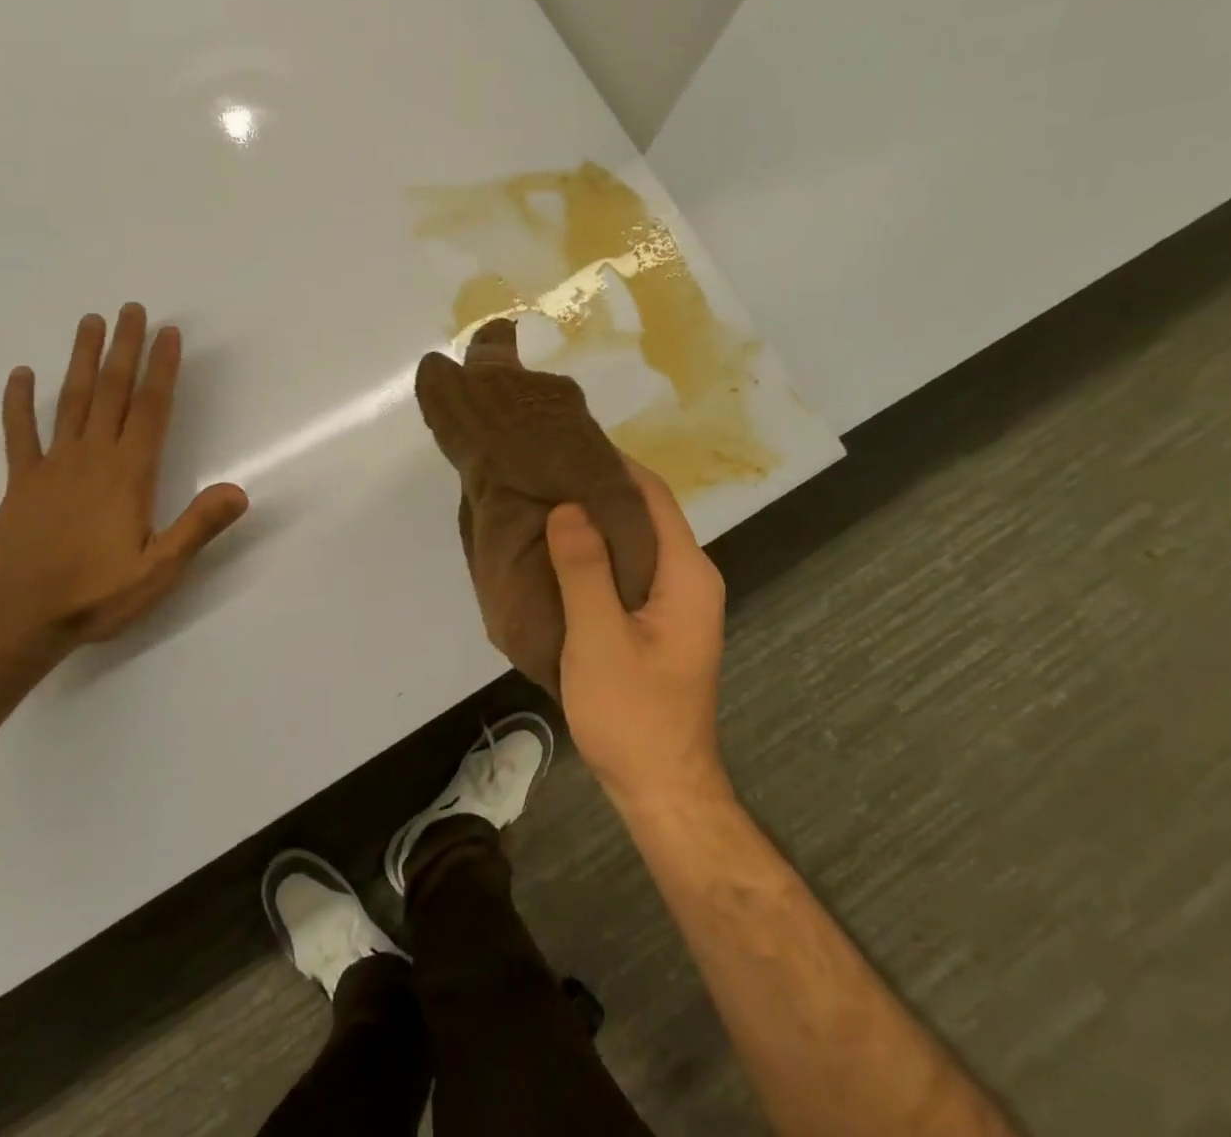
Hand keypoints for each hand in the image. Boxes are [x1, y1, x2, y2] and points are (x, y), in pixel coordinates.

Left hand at [0, 306, 248, 656]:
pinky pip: (20, 434)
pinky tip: (21, 374)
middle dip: (124, 348)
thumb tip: (239, 490)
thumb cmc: (95, 594)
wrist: (16, 619)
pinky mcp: (22, 482)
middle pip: (111, 392)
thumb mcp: (159, 569)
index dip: (161, 369)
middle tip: (130, 309)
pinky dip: (19, 402)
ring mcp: (52, 466)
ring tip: (90, 322)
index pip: (150, 409)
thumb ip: (198, 527)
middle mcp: (92, 458)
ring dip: (82, 360)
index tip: (167, 334)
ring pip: (70, 401)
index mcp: (128, 475)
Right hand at [547, 458, 729, 809]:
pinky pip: (626, 567)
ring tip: (542, 501)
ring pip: (632, 541)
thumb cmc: (632, 714)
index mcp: (686, 572)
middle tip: (541, 471)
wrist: (660, 788)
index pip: (650, 495)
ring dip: (593, 520)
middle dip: (596, 488)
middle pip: (643, 513)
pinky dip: (596, 552)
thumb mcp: (599, 639)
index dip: (610, 464)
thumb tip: (567, 504)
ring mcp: (676, 600)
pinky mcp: (659, 619)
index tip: (563, 443)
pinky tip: (558, 551)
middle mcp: (689, 576)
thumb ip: (584, 569)